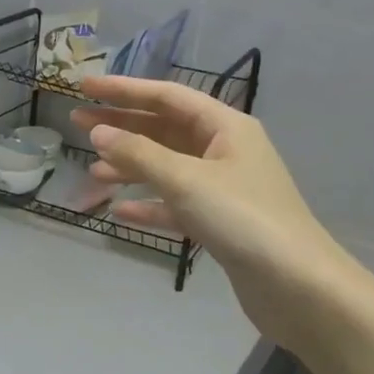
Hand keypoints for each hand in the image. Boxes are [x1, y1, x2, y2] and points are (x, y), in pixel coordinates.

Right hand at [74, 76, 365, 340]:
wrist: (297, 286)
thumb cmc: (242, 218)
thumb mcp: (186, 179)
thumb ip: (138, 154)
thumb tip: (98, 131)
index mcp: (226, 127)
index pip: (166, 96)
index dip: (123, 89)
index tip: (84, 87)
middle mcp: (225, 151)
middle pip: (164, 129)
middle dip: (121, 125)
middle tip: (76, 122)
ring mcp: (223, 188)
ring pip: (167, 167)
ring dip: (130, 166)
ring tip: (93, 170)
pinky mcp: (219, 222)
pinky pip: (175, 204)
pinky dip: (148, 205)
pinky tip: (120, 212)